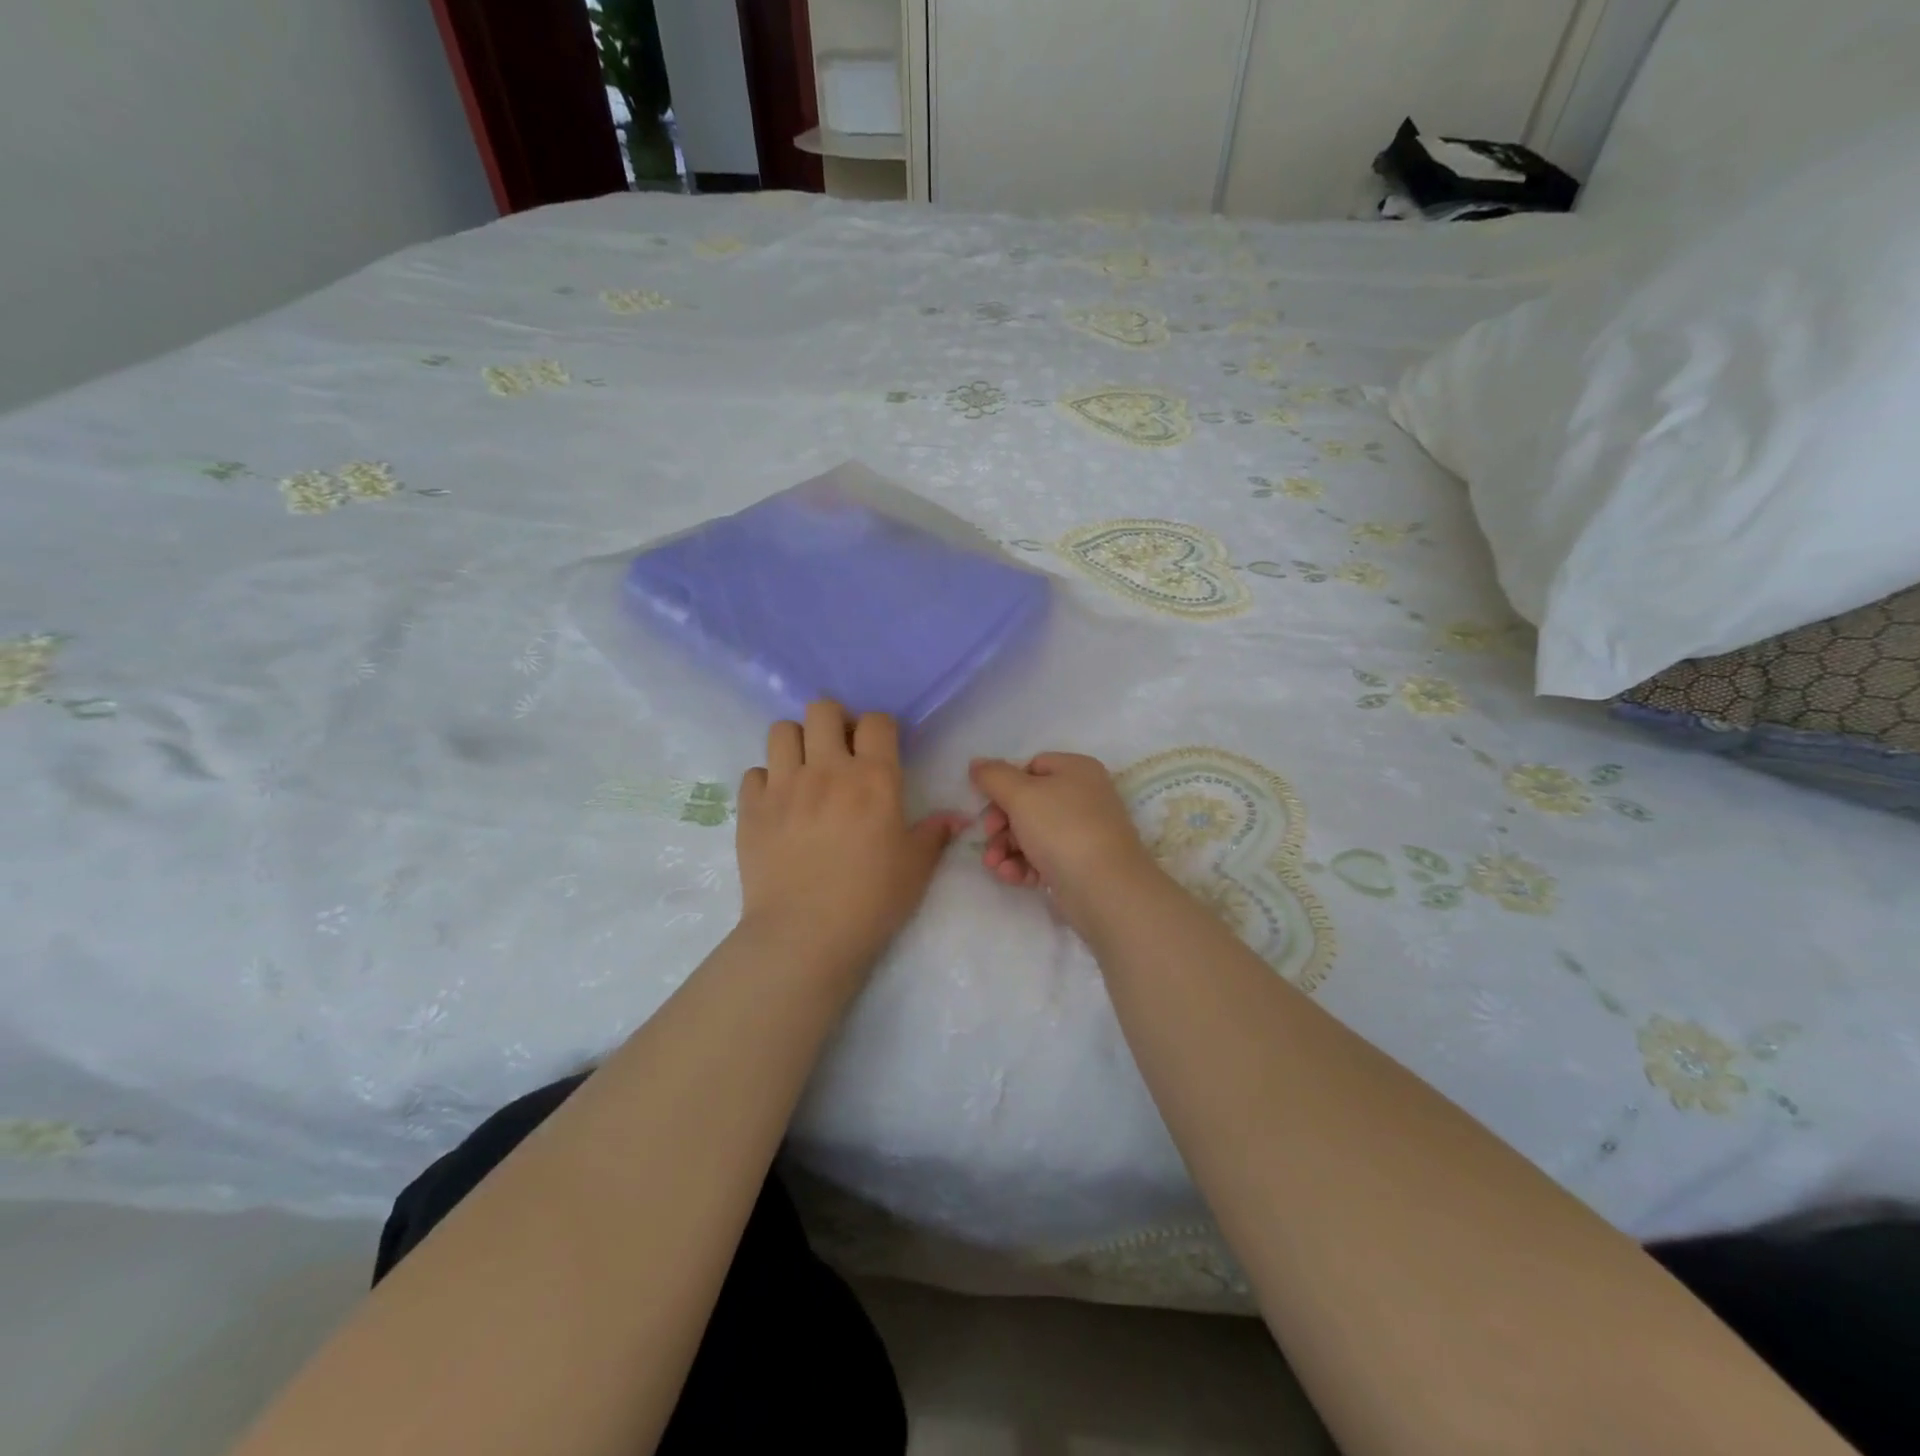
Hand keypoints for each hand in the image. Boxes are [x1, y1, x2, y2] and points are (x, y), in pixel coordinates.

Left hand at [736, 701, 964, 979]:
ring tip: (805, 769)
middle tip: (839, 750)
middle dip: (834, 721)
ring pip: (782, 731)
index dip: (880, 728)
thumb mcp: (915, 868)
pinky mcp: (751, 808)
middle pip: (822, 710)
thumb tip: (957, 818)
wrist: (805, 935)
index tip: (880, 749)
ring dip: (796, 742)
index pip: (876, 721)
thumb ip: (934, 834)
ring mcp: (783, 786)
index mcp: (873, 778)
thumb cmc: (871, 900)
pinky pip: (754, 772)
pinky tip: (778, 804)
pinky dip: (766, 781)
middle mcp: (826, 769)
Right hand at [969, 753, 1160, 921]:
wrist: (1104, 888)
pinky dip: (1024, 865)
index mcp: (1076, 770)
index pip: (1031, 766)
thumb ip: (993, 776)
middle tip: (988, 837)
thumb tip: (976, 763)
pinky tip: (1012, 877)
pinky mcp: (1080, 864)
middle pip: (1028, 802)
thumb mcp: (1021, 794)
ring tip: (994, 865)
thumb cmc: (1062, 829)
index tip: (985, 803)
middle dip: (1001, 823)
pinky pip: (1044, 858)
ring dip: (1006, 847)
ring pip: (1032, 833)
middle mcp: (1084, 796)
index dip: (1005, 784)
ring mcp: (1083, 832)